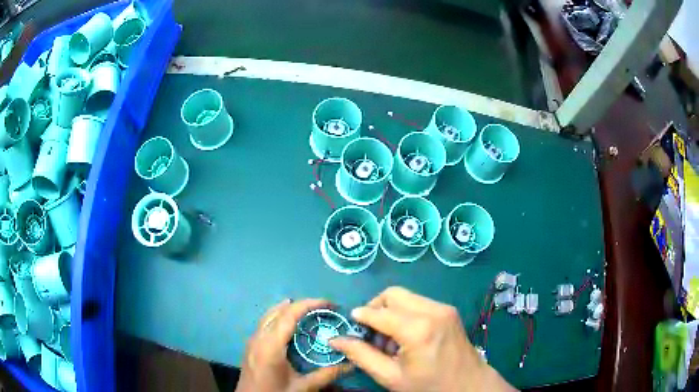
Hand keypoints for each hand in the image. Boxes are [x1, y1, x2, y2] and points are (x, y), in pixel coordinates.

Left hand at [236, 299, 352, 391]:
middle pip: (278, 311)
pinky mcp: (250, 345)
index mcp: (270, 346)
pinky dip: (279, 317)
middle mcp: (258, 337)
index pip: (289, 315)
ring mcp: (252, 340)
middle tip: (323, 309)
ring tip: (310, 312)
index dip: (309, 304)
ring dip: (289, 309)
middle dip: (301, 305)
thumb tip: (351, 364)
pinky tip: (290, 326)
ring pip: (269, 315)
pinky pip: (265, 323)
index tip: (329, 304)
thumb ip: (327, 375)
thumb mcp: (302, 388)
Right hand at [330, 287, 515, 391]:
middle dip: (375, 308)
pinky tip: (406, 335)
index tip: (350, 327)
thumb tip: (336, 339)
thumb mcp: (391, 377)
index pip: (378, 312)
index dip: (359, 317)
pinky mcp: (449, 310)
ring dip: (390, 311)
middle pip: (392, 294)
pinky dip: (405, 313)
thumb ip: (361, 355)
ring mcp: (443, 308)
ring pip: (405, 296)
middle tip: (371, 333)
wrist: (469, 385)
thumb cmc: (428, 386)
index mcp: (417, 329)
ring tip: (390, 338)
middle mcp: (432, 311)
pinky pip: (418, 302)